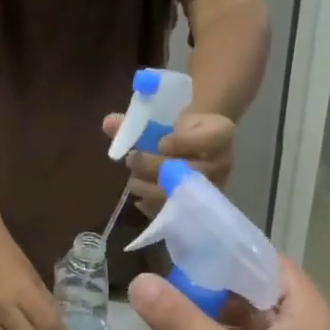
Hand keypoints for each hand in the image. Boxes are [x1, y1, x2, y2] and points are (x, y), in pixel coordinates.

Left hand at [100, 110, 235, 214]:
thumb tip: (108, 123)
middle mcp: (222, 163)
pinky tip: (140, 199)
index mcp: (220, 133)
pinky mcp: (198, 207)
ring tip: (133, 179)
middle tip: (132, 159)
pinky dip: (152, 206)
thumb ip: (136, 123)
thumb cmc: (180, 130)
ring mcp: (212, 188)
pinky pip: (174, 212)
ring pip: (180, 194)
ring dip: (149, 187)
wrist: (199, 146)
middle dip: (154, 166)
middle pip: (189, 170)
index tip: (160, 142)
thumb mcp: (164, 118)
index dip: (182, 142)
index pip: (209, 138)